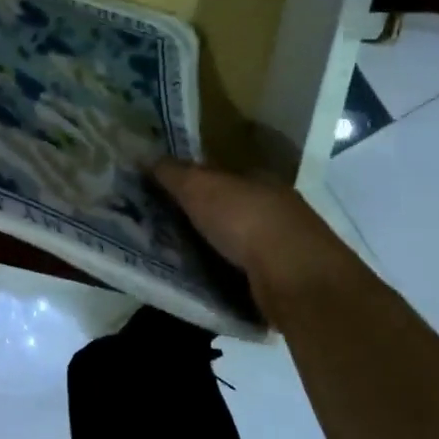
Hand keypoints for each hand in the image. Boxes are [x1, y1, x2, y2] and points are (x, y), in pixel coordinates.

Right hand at [153, 159, 349, 318]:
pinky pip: (242, 272)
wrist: (295, 279)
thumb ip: (172, 172)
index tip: (163, 192)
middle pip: (228, 208)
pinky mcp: (283, 281)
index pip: (221, 174)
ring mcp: (283, 246)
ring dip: (211, 248)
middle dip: (200, 216)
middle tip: (161, 227)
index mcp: (259, 179)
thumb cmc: (246, 220)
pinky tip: (201, 282)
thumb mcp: (199, 186)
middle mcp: (276, 208)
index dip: (192, 180)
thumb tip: (143, 156)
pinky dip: (224, 275)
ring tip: (173, 258)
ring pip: (236, 242)